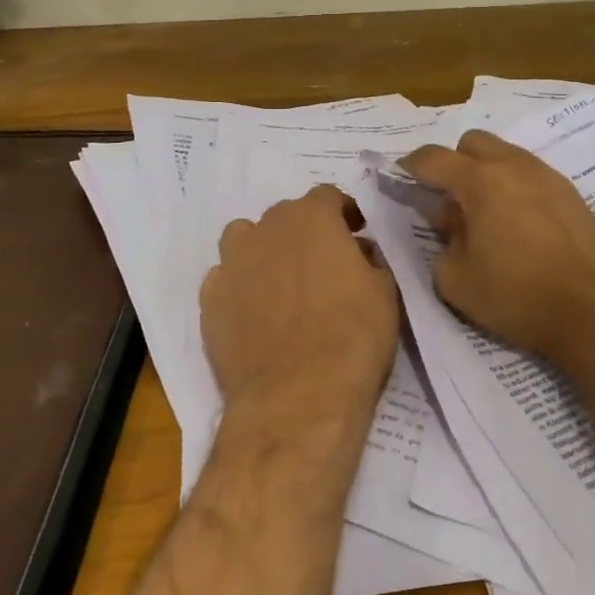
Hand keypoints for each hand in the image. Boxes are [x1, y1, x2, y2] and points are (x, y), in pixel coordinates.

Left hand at [201, 185, 399, 421]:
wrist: (298, 398)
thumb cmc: (352, 337)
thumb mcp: (384, 292)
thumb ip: (370, 260)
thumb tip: (358, 253)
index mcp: (311, 218)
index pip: (327, 196)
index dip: (343, 212)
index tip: (355, 232)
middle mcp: (266, 229)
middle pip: (285, 216)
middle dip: (304, 232)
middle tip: (323, 263)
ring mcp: (232, 264)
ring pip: (245, 239)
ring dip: (263, 251)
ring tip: (281, 283)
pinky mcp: (210, 301)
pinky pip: (224, 280)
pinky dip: (239, 288)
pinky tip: (254, 314)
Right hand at [403, 131, 594, 365]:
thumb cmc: (520, 295)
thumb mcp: (457, 282)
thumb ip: (443, 245)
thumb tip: (452, 225)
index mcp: (480, 180)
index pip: (433, 158)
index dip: (411, 165)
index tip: (402, 176)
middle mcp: (515, 166)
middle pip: (473, 142)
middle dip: (454, 162)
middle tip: (450, 199)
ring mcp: (550, 177)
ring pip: (508, 157)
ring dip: (489, 175)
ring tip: (488, 217)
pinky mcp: (575, 196)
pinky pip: (534, 179)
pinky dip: (518, 191)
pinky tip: (523, 229)